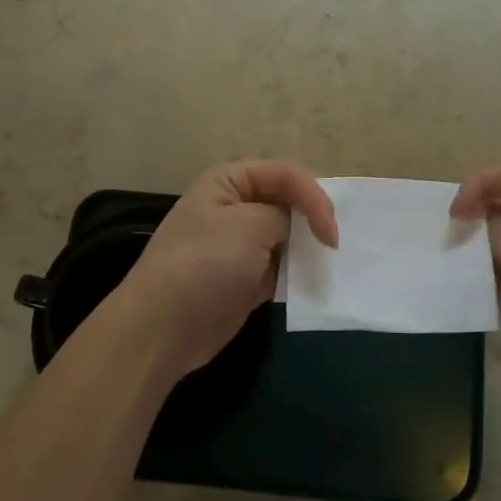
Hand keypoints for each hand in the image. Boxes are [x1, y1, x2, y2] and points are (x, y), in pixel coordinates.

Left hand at [113, 160, 337, 379]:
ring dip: (309, 248)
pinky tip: (315, 283)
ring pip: (288, 236)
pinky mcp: (247, 278)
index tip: (330, 233)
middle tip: (336, 244)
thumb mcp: (250, 225)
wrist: (164, 327)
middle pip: (289, 202)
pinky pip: (283, 268)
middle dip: (314, 219)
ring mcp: (241, 244)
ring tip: (333, 262)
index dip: (314, 196)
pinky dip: (299, 274)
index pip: (286, 173)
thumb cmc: (205, 264)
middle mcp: (236, 206)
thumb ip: (285, 215)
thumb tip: (298, 227)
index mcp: (229, 181)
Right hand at [451, 164, 500, 380]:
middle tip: (446, 237)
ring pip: (500, 245)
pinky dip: (480, 279)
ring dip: (474, 249)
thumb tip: (471, 220)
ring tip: (447, 261)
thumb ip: (497, 229)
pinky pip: (500, 278)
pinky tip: (460, 286)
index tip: (456, 211)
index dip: (483, 183)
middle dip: (474, 216)